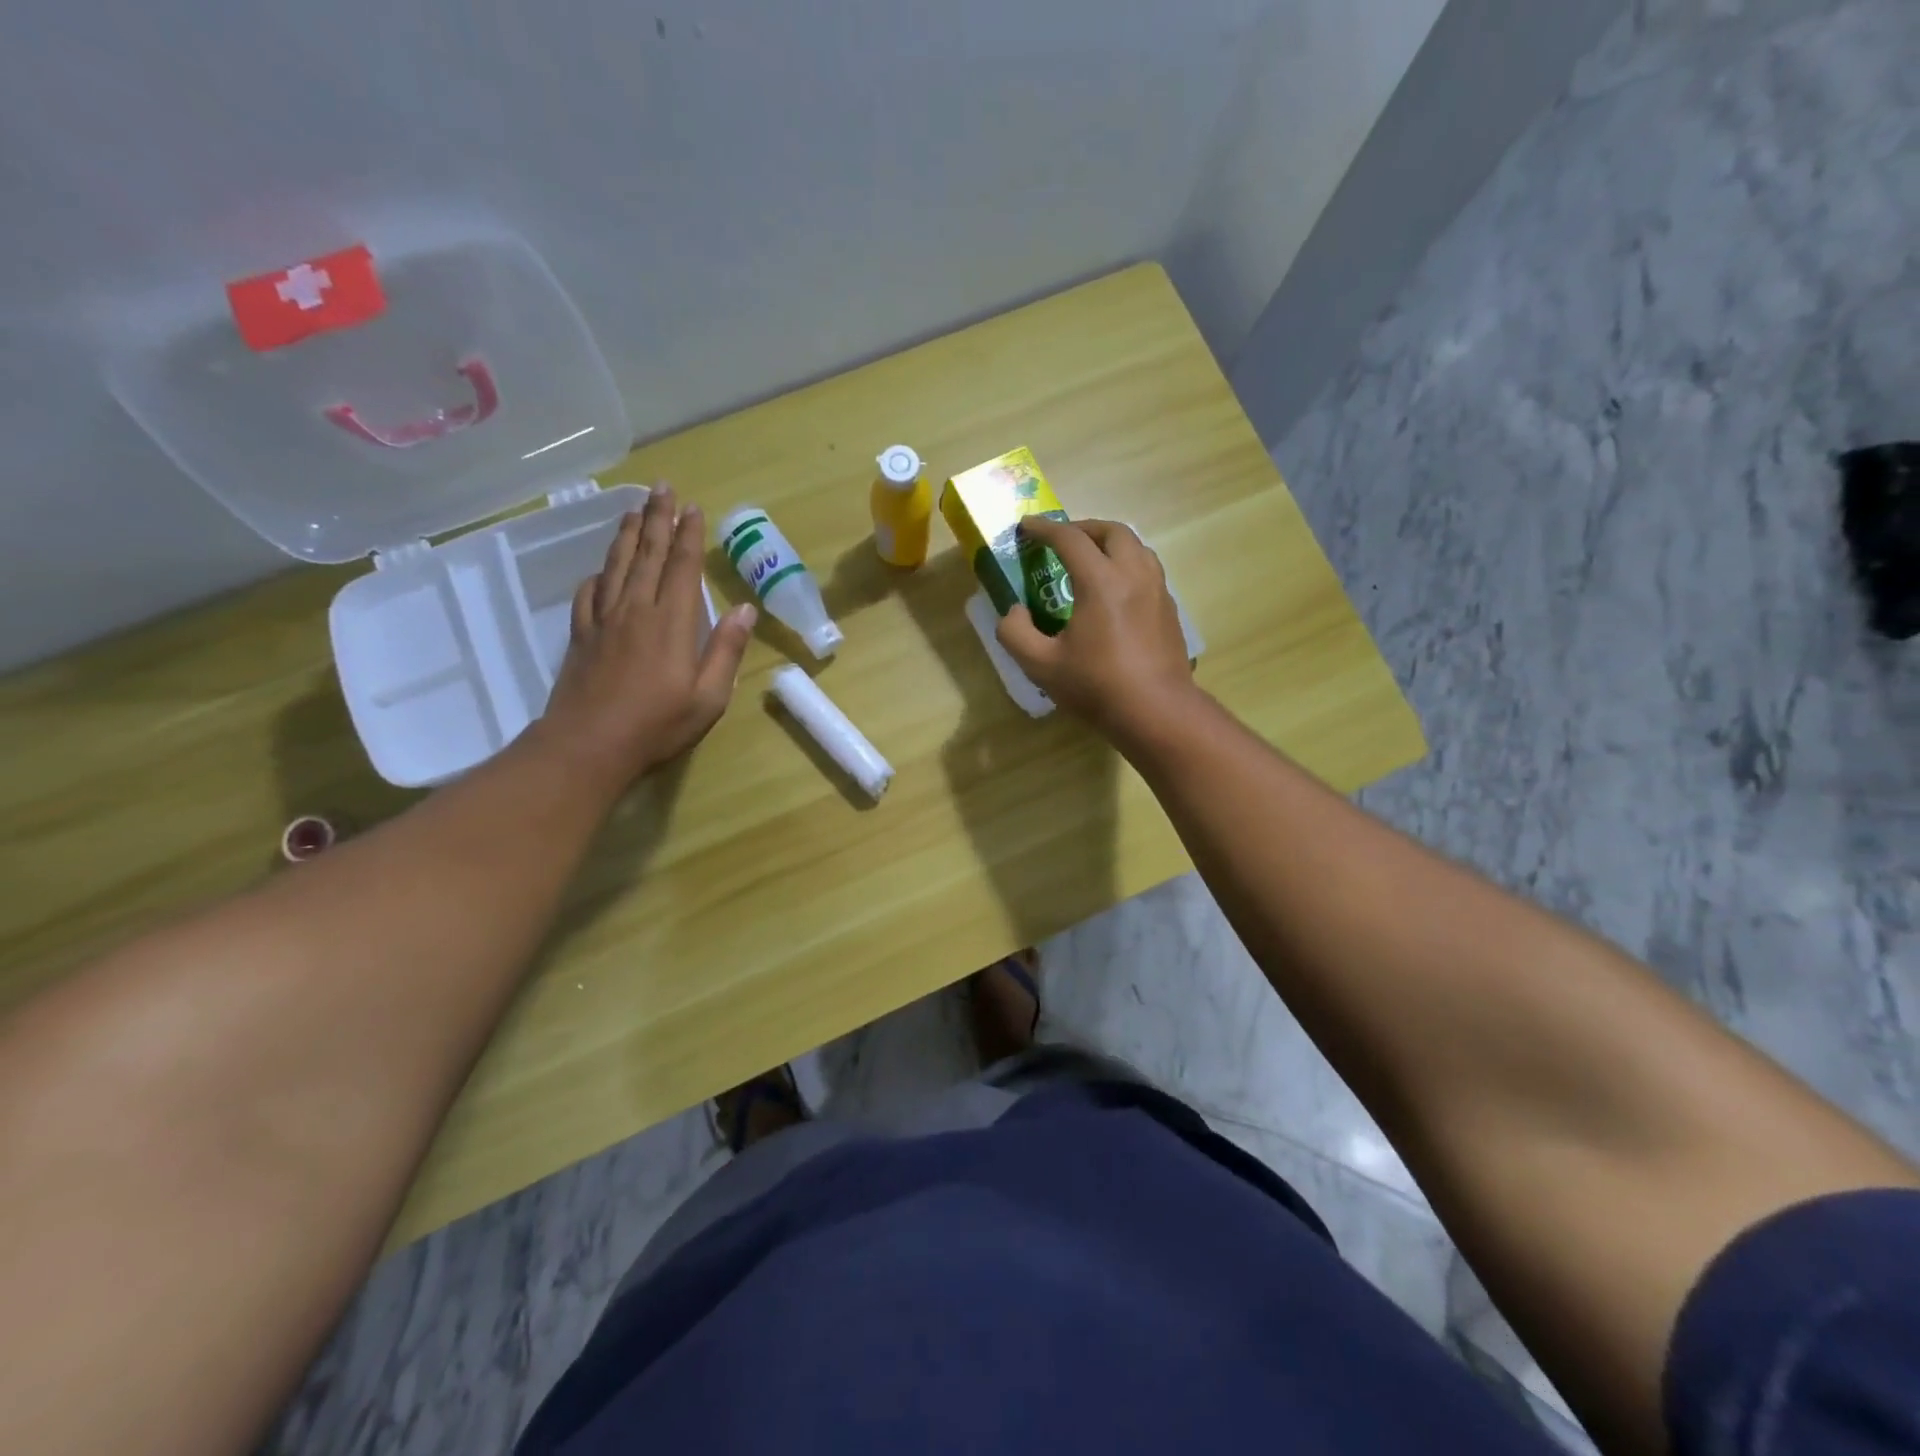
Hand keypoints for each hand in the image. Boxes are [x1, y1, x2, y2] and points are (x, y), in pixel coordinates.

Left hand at [535, 485, 755, 789]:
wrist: (588, 746)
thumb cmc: (657, 725)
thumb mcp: (709, 697)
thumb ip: (726, 650)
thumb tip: (746, 609)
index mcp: (671, 622)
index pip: (682, 567)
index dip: (688, 535)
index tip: (692, 507)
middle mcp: (636, 609)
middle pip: (647, 555)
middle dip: (656, 519)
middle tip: (661, 487)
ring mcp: (604, 620)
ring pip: (616, 565)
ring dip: (627, 535)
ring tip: (633, 509)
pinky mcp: (581, 635)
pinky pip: (590, 593)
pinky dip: (598, 574)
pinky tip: (602, 569)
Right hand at [996, 516, 1198, 742]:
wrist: (1157, 712)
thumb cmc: (1097, 686)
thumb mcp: (1041, 665)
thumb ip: (1015, 633)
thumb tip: (1014, 612)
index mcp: (1101, 581)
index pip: (1070, 539)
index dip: (1044, 529)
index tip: (1026, 527)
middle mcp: (1133, 575)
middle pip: (1112, 532)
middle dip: (1084, 528)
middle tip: (1062, 540)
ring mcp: (1157, 591)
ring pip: (1137, 547)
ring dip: (1110, 543)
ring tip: (1091, 559)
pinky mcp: (1169, 610)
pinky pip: (1148, 571)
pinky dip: (1126, 566)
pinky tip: (1114, 591)